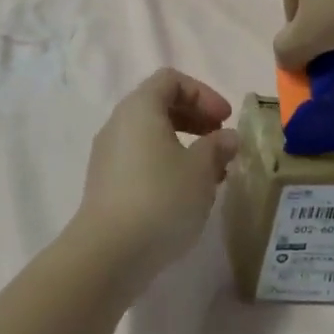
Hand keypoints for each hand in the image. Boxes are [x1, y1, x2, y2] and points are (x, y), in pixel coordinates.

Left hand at [73, 69, 239, 295]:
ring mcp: (108, 154)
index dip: (203, 93)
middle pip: (159, 104)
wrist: (108, 253)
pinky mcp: (106, 183)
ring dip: (183, 143)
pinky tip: (186, 192)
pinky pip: (140, 158)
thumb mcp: (201, 170)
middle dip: (195, 117)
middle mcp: (119, 123)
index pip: (171, 80)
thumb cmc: (161, 199)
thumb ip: (218, 147)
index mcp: (140, 108)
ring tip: (211, 171)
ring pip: (150, 134)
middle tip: (220, 140)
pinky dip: (166, 162)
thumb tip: (227, 138)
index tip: (225, 120)